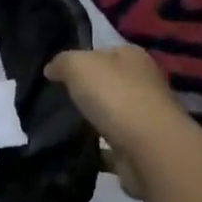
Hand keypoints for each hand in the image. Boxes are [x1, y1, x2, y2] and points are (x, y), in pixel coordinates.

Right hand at [46, 45, 187, 200]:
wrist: (150, 148)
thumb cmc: (116, 96)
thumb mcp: (78, 65)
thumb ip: (62, 62)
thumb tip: (51, 69)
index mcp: (133, 57)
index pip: (103, 52)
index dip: (80, 60)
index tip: (57, 75)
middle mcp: (144, 83)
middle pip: (109, 83)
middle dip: (86, 91)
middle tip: (56, 100)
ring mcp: (145, 117)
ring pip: (111, 114)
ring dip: (92, 120)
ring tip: (62, 125)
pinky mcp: (141, 147)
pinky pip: (112, 144)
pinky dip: (98, 148)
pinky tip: (77, 149)